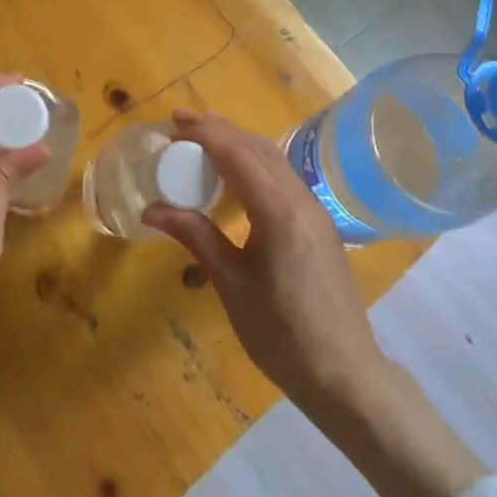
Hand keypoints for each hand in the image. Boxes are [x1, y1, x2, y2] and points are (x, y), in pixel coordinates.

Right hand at [142, 108, 383, 415]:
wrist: (344, 373)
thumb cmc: (280, 334)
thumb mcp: (231, 284)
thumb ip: (196, 236)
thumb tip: (152, 209)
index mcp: (278, 211)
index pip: (237, 154)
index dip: (204, 134)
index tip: (173, 124)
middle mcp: (301, 199)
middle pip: (258, 148)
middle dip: (220, 130)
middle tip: (182, 123)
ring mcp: (315, 210)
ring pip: (274, 160)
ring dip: (239, 143)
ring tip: (205, 138)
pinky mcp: (320, 223)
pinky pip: (284, 177)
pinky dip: (256, 163)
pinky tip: (239, 175)